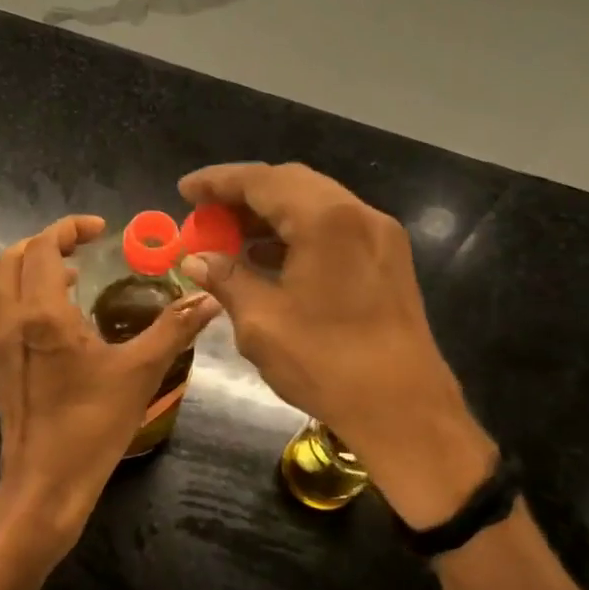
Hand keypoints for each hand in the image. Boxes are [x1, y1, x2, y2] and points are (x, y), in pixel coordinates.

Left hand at [0, 215, 219, 563]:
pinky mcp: (0, 364)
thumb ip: (173, 329)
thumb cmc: (92, 426)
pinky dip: (29, 294)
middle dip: (47, 242)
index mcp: (41, 314)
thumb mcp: (140, 372)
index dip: (69, 228)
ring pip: (5, 284)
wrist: (45, 484)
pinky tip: (65, 319)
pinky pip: (7, 310)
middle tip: (84, 247)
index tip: (101, 230)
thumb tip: (208, 298)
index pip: (43, 247)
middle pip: (13, 258)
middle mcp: (11, 320)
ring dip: (35, 267)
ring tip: (76, 276)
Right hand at [177, 163, 496, 527]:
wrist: (404, 409)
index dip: (217, 182)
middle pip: (292, 184)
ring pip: (316, 204)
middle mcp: (358, 214)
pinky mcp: (388, 259)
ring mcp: (380, 235)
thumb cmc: (326, 363)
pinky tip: (270, 257)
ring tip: (230, 237)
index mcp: (326, 220)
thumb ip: (227, 279)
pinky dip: (298, 232)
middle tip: (205, 213)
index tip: (184, 191)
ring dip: (271, 214)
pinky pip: (334, 228)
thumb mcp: (262, 322)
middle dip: (244, 194)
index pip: (262, 181)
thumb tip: (197, 259)